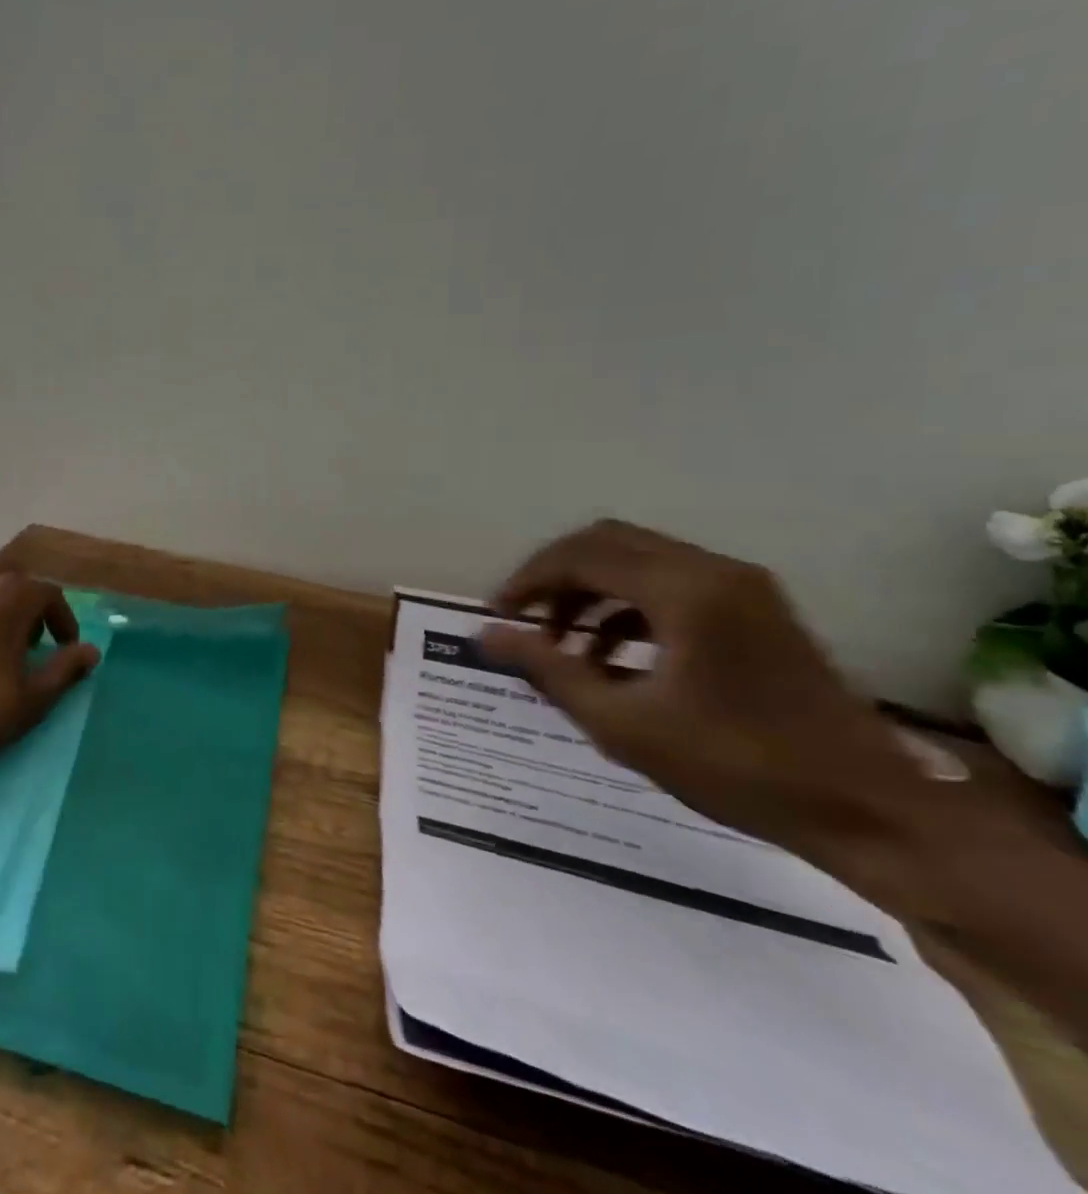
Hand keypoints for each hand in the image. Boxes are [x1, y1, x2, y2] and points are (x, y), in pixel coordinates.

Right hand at [480, 520, 929, 858]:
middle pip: (608, 543)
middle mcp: (714, 571)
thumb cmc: (736, 767)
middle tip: (525, 619)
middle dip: (556, 576)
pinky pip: (671, 583)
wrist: (869, 812)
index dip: (529, 580)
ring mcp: (742, 587)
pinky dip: (627, 604)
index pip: (581, 556)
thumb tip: (484, 634)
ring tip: (560, 642)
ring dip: (590, 589)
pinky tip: (609, 653)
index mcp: (684, 592)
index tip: (499, 614)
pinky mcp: (756, 609)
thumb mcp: (622, 724)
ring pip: (638, 560)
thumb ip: (547, 669)